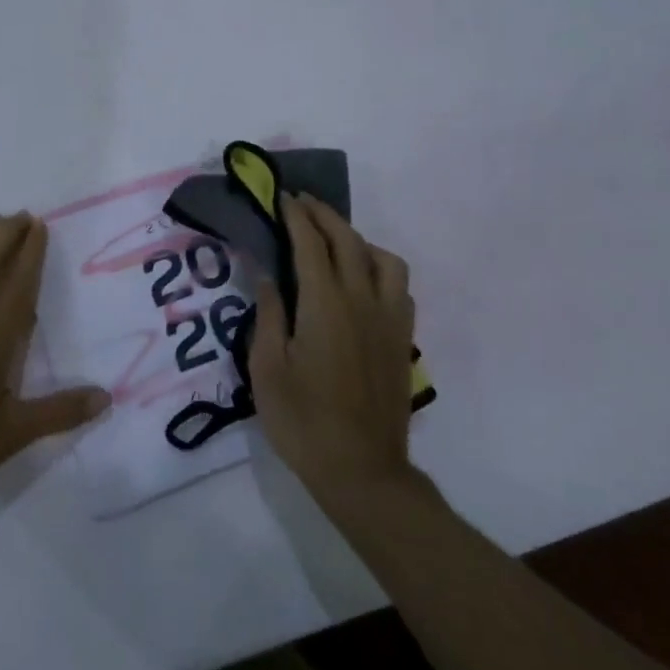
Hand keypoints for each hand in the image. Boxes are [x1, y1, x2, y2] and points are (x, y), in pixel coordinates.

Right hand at [249, 194, 416, 500]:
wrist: (363, 472)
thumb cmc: (303, 421)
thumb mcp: (267, 369)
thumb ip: (268, 315)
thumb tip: (266, 276)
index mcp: (325, 305)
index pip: (311, 243)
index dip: (295, 216)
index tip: (282, 197)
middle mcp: (363, 302)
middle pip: (348, 241)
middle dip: (324, 215)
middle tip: (301, 203)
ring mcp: (389, 321)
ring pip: (385, 260)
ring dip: (358, 239)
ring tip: (334, 242)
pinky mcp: (403, 341)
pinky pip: (399, 288)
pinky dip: (380, 269)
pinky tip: (363, 283)